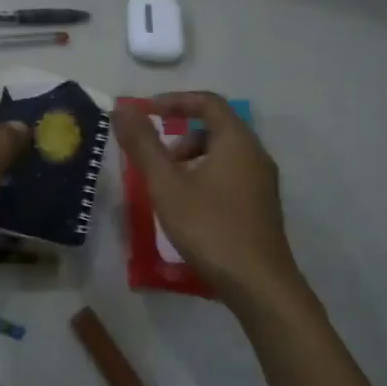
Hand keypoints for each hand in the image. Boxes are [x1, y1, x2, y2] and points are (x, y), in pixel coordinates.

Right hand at [113, 92, 302, 302]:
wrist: (259, 284)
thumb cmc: (210, 228)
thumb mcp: (167, 185)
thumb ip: (143, 144)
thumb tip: (122, 108)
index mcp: (236, 141)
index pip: (208, 102)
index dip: (175, 101)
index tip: (146, 112)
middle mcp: (256, 154)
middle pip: (216, 127)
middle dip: (180, 135)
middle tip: (156, 159)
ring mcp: (263, 182)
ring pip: (224, 154)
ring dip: (193, 159)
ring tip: (169, 188)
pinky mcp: (263, 206)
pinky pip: (232, 175)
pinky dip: (207, 176)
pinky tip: (191, 209)